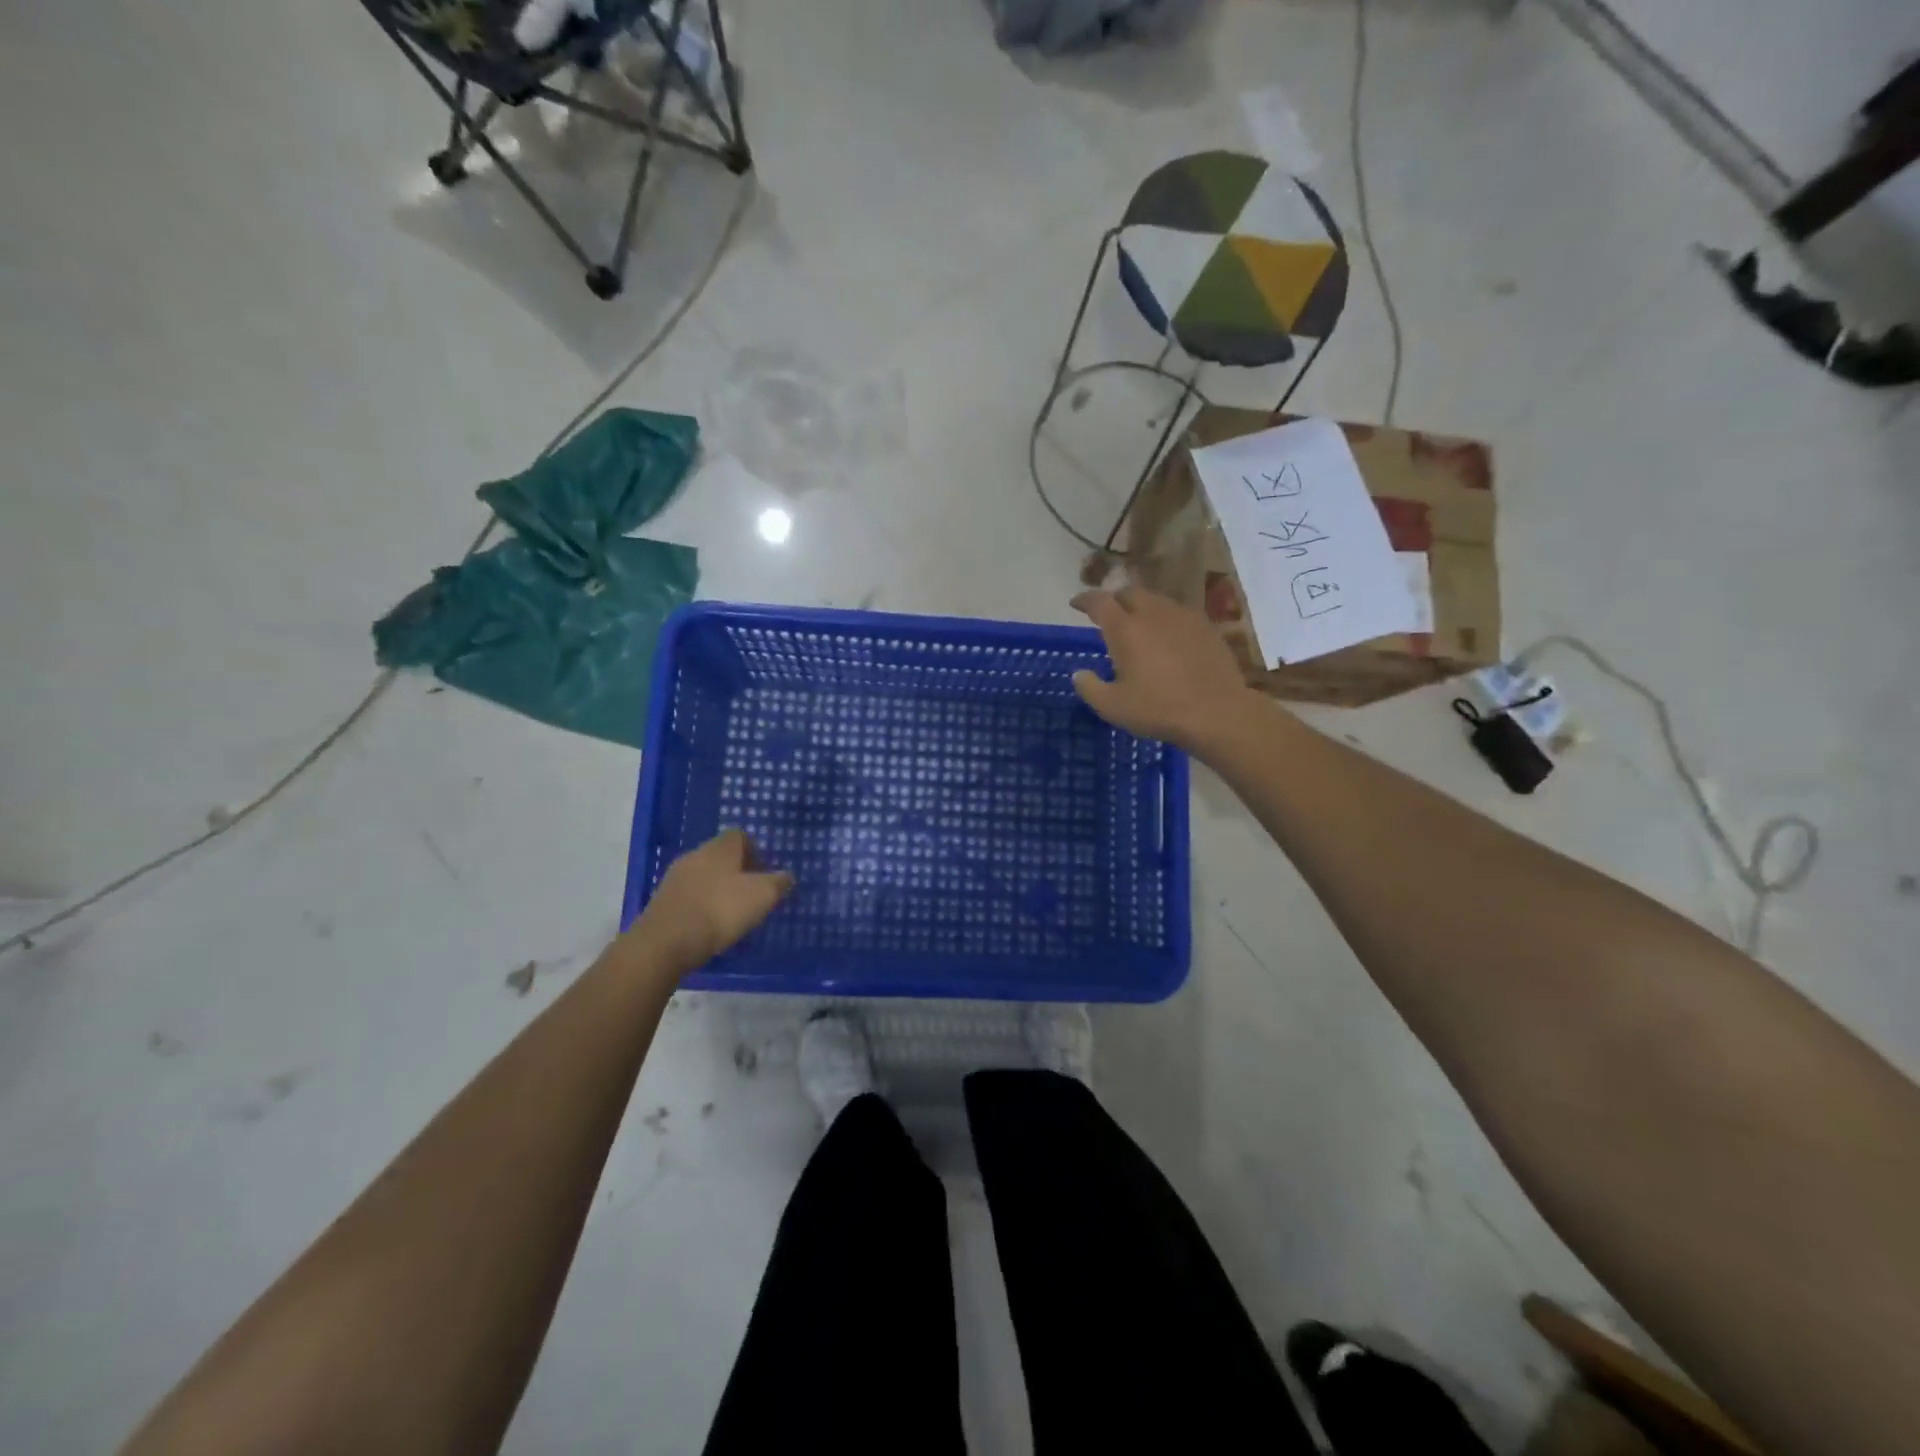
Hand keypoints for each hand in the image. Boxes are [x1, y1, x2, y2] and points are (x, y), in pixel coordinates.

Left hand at [633, 829, 792, 970]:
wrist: (665, 942)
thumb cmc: (720, 910)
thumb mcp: (762, 896)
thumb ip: (778, 883)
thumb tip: (787, 876)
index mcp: (720, 848)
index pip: (740, 836)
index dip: (755, 851)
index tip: (764, 873)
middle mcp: (695, 854)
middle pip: (720, 855)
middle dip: (736, 871)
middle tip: (751, 893)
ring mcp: (674, 877)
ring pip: (703, 875)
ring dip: (717, 889)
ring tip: (730, 913)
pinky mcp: (662, 900)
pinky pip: (689, 895)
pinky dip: (701, 905)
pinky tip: (708, 925)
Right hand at [1070, 587, 1252, 750]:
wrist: (1217, 712)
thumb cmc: (1158, 709)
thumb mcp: (1113, 707)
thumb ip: (1090, 687)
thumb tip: (1079, 674)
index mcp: (1126, 629)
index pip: (1099, 602)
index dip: (1084, 600)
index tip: (1075, 603)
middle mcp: (1153, 614)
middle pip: (1129, 593)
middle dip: (1115, 599)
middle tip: (1108, 613)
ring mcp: (1184, 617)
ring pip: (1156, 600)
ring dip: (1142, 606)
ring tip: (1138, 623)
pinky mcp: (1207, 627)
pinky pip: (1179, 613)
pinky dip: (1166, 618)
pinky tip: (1168, 636)